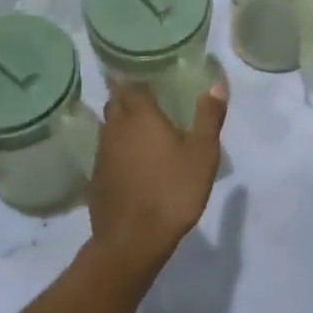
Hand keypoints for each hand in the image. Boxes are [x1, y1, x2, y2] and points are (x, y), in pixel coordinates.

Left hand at [86, 81, 227, 278]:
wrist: (132, 241)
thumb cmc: (172, 191)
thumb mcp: (202, 154)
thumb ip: (209, 116)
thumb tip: (216, 82)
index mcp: (139, 115)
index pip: (130, 82)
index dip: (137, 75)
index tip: (149, 71)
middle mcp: (115, 127)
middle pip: (116, 101)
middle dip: (129, 96)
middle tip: (150, 97)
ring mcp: (101, 153)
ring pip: (109, 126)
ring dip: (122, 122)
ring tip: (143, 127)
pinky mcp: (96, 177)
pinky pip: (106, 150)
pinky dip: (118, 147)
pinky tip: (133, 160)